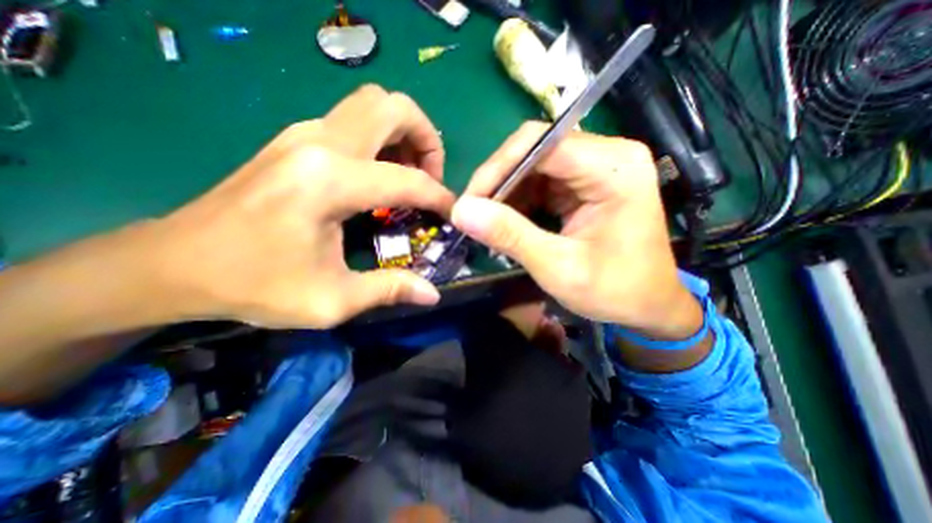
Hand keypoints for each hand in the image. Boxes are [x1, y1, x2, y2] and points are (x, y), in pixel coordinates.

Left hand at [145, 85, 456, 328]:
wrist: (174, 263)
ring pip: (373, 106)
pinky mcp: (296, 140)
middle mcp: (319, 143)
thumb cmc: (254, 285)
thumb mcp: (331, 300)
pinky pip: (354, 122)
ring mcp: (304, 135)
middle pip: (392, 106)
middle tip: (430, 177)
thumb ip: (389, 290)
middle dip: (425, 138)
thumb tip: (432, 293)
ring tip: (410, 175)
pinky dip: (381, 140)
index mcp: (329, 182)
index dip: (439, 197)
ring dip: (403, 135)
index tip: (452, 213)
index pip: (408, 179)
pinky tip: (380, 176)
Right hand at [453, 124, 699, 341]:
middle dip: (499, 182)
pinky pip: (541, 180)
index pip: (540, 143)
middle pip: (534, 149)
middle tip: (474, 215)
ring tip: (489, 223)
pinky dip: (519, 200)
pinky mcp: (586, 183)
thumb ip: (510, 236)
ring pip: (533, 165)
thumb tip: (461, 211)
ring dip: (506, 193)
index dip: (497, 168)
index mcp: (614, 168)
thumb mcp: (558, 268)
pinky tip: (509, 222)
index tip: (469, 203)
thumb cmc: (614, 290)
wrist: (649, 305)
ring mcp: (597, 167)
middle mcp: (607, 155)